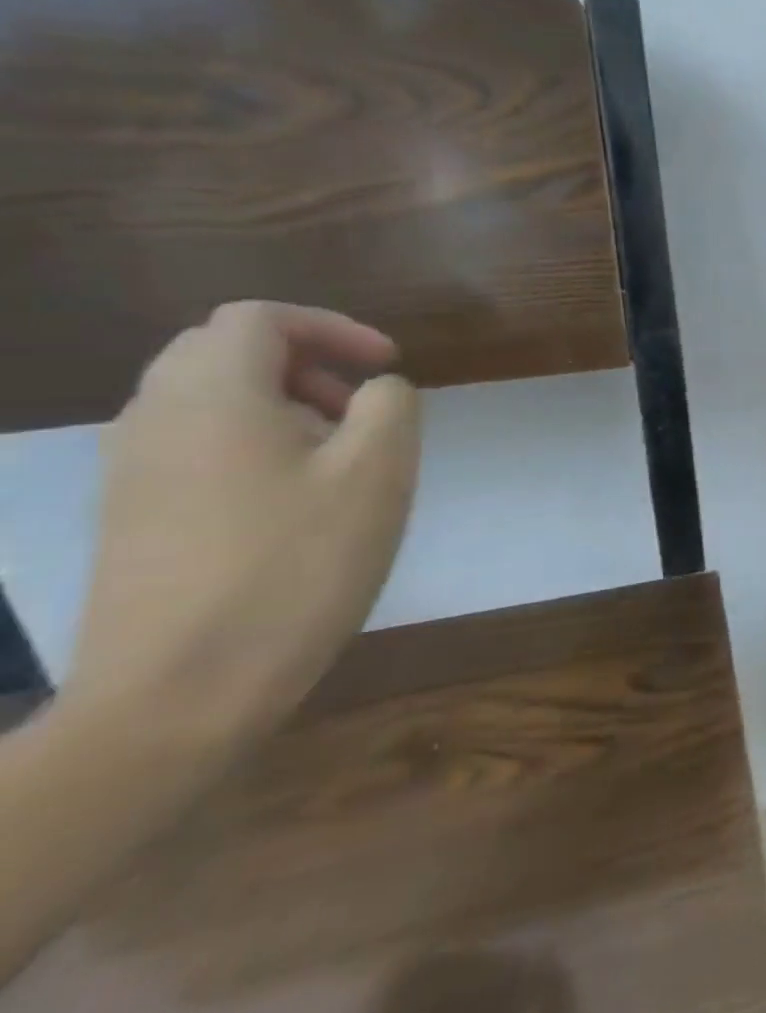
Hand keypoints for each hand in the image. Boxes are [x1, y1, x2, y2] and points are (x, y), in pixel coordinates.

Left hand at [63, 302, 421, 773]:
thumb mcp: (376, 475)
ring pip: (205, 399)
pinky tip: (295, 499)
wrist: (178, 693)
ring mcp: (131, 471)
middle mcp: (154, 418)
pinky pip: (192, 445)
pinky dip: (251, 442)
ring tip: (339, 454)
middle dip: (303, 361)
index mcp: (211, 396)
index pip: (259, 319)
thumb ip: (389, 408)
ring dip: (279, 403)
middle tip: (361, 404)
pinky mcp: (131, 516)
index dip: (333, 328)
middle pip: (222, 351)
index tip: (389, 365)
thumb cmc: (295, 567)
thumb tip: (377, 391)